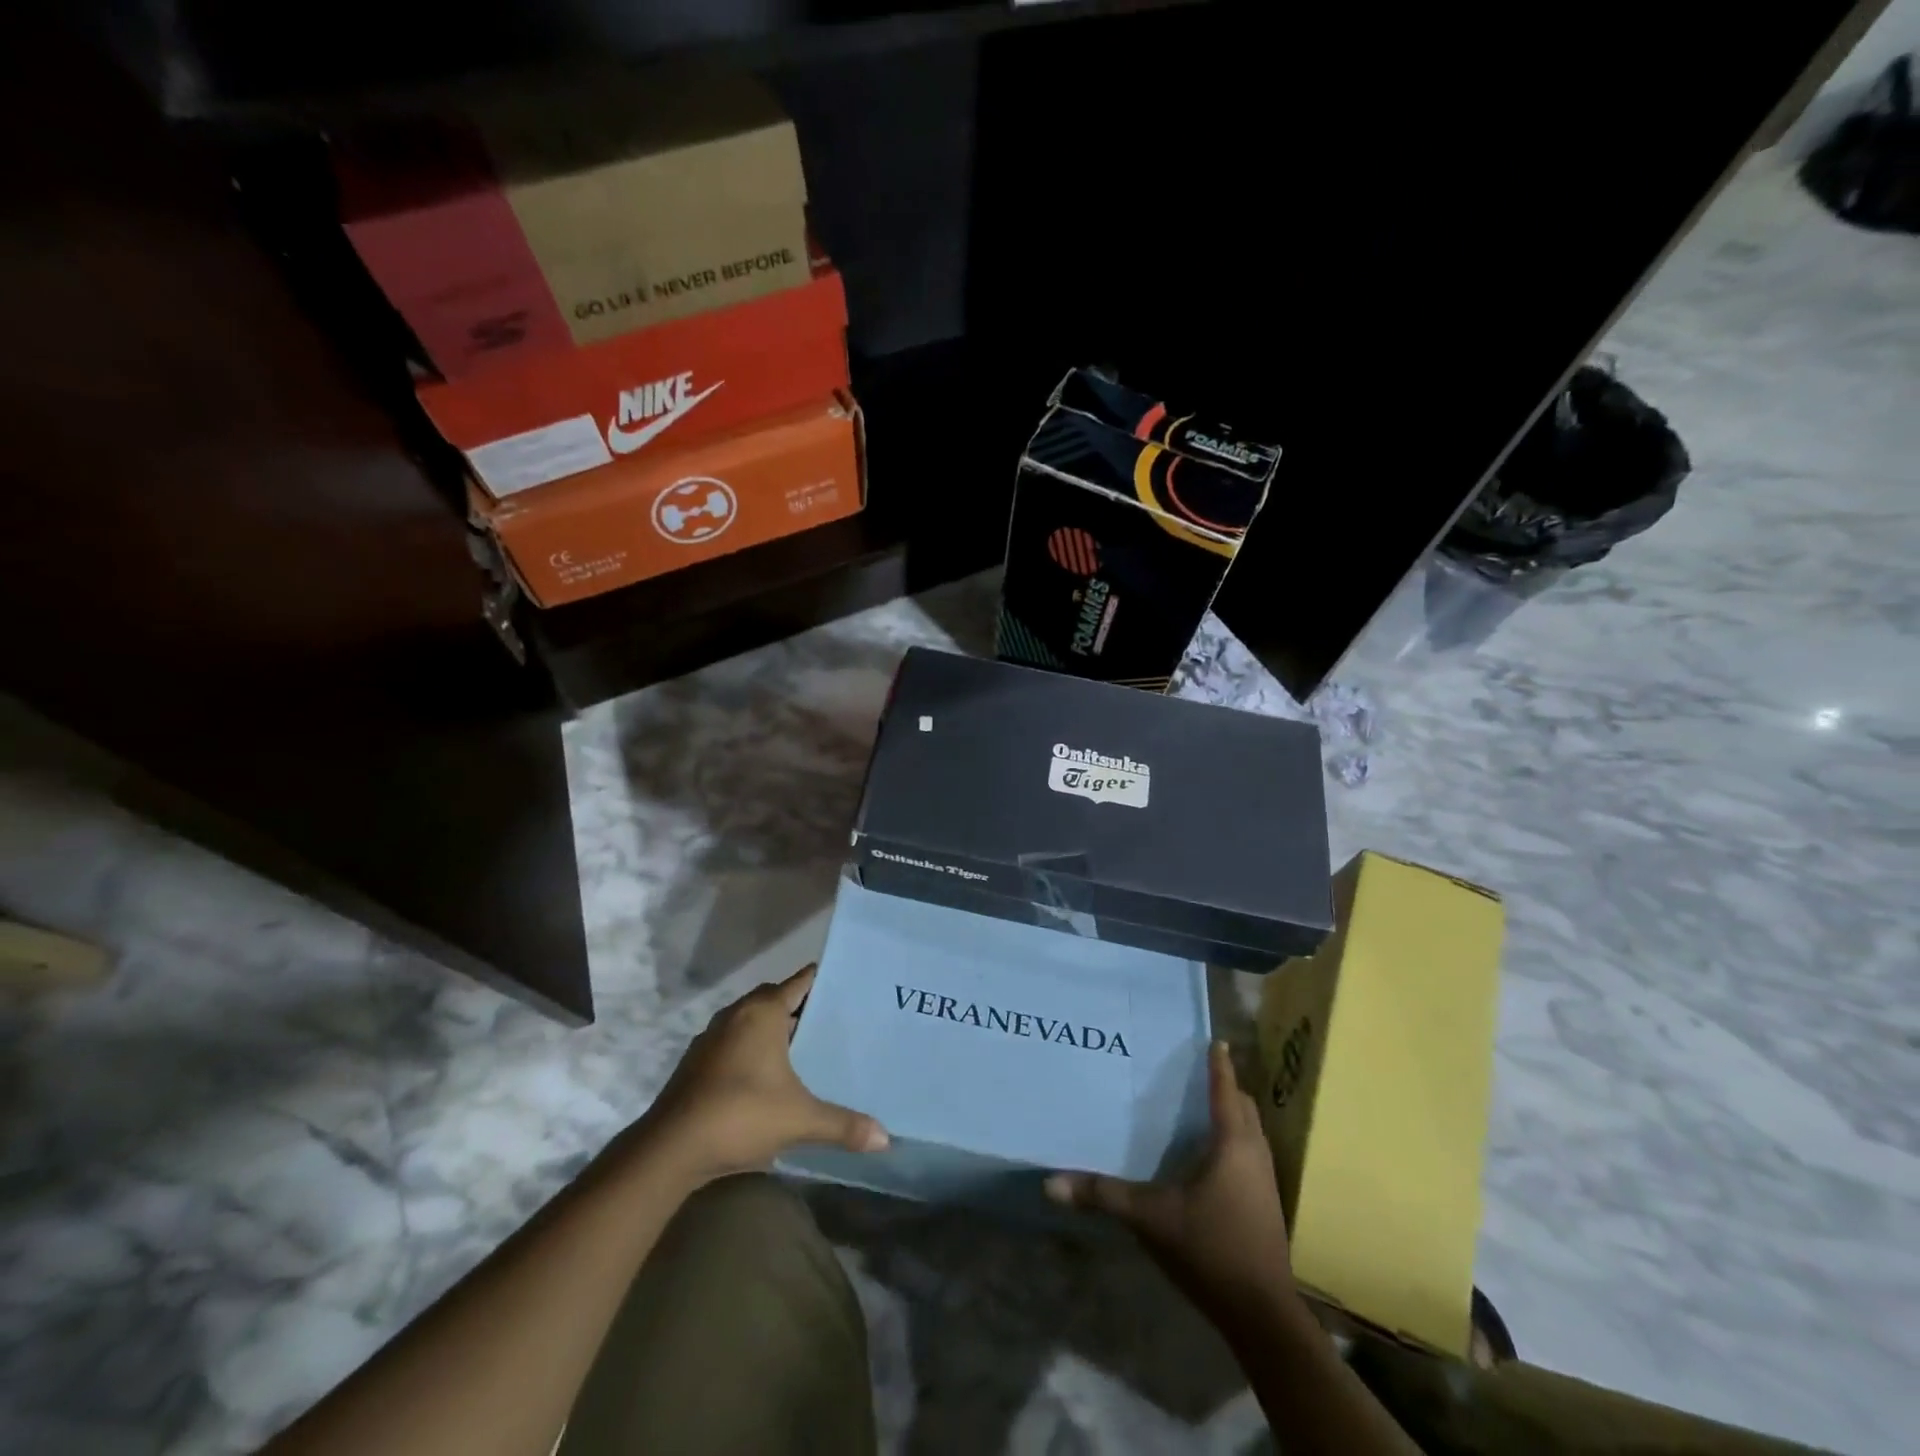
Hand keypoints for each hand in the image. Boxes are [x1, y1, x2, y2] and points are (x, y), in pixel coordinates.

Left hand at [640, 964, 888, 1187]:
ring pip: (752, 1022)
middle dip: (802, 1008)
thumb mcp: (800, 1119)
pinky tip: (768, 1078)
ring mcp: (711, 1038)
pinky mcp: (696, 1063)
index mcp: (762, 1012)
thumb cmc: (740, 1115)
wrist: (669, 1149)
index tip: (848, 986)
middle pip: (776, 999)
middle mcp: (736, 1015)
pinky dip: (752, 1051)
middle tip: (834, 1021)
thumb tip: (885, 1138)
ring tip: (805, 1049)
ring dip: (774, 1031)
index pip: (800, 982)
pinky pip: (734, 1043)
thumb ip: (843, 1124)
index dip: (823, 981)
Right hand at [1046, 1040, 1294, 1325]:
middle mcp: (1254, 1154)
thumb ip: (1103, 1195)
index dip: (1220, 1065)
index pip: (1226, 1091)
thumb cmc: (1209, 1248)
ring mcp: (1266, 1182)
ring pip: (1253, 1132)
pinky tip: (1214, 1156)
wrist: (1261, 1314)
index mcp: (1232, 1144)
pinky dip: (1237, 1141)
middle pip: (1246, 1108)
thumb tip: (1051, 1183)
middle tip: (1199, 1074)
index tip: (1216, 1040)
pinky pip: (1253, 1155)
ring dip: (1235, 1116)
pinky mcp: (1267, 1205)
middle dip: (1228, 1088)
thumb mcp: (1149, 1217)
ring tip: (1205, 1108)